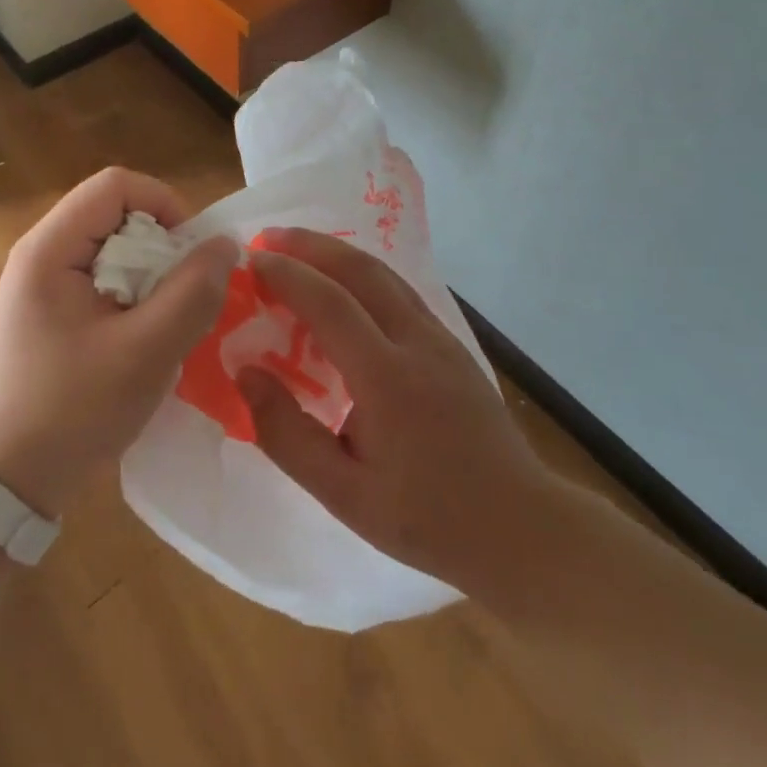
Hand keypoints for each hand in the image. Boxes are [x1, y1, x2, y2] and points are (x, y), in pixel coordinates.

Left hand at [0, 168, 237, 517]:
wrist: (12, 476)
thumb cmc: (73, 411)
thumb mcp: (144, 353)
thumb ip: (191, 294)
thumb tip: (225, 243)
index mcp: (49, 249)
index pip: (116, 185)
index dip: (164, 204)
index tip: (191, 254)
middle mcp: (42, 251)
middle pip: (116, 211)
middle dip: (161, 243)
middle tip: (184, 293)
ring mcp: (45, 278)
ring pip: (116, 243)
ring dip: (152, 270)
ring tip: (168, 317)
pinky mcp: (53, 304)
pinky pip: (106, 271)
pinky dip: (136, 290)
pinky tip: (146, 331)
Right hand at [235, 228, 545, 590]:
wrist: (521, 528)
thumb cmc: (427, 518)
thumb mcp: (344, 495)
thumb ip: (287, 434)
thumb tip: (244, 373)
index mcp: (388, 378)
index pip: (330, 303)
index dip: (287, 275)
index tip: (250, 261)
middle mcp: (416, 341)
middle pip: (360, 269)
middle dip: (311, 245)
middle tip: (268, 237)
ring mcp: (440, 337)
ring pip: (383, 274)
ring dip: (337, 253)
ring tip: (297, 250)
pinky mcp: (451, 343)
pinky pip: (398, 291)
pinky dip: (361, 273)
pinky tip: (344, 287)